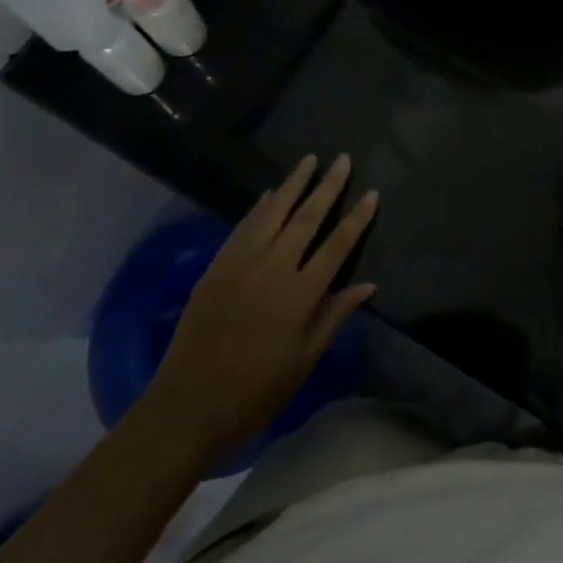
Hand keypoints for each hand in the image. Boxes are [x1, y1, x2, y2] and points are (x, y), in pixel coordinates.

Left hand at [148, 155, 377, 459]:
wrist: (190, 403)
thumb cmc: (257, 389)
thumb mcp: (305, 359)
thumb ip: (335, 315)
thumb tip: (368, 284)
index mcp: (300, 294)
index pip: (337, 245)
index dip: (357, 218)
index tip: (371, 193)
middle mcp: (273, 269)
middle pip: (307, 218)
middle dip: (328, 186)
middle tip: (343, 159)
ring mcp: (242, 263)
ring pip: (273, 212)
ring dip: (293, 184)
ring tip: (309, 160)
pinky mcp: (217, 265)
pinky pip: (243, 226)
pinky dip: (260, 207)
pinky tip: (271, 193)